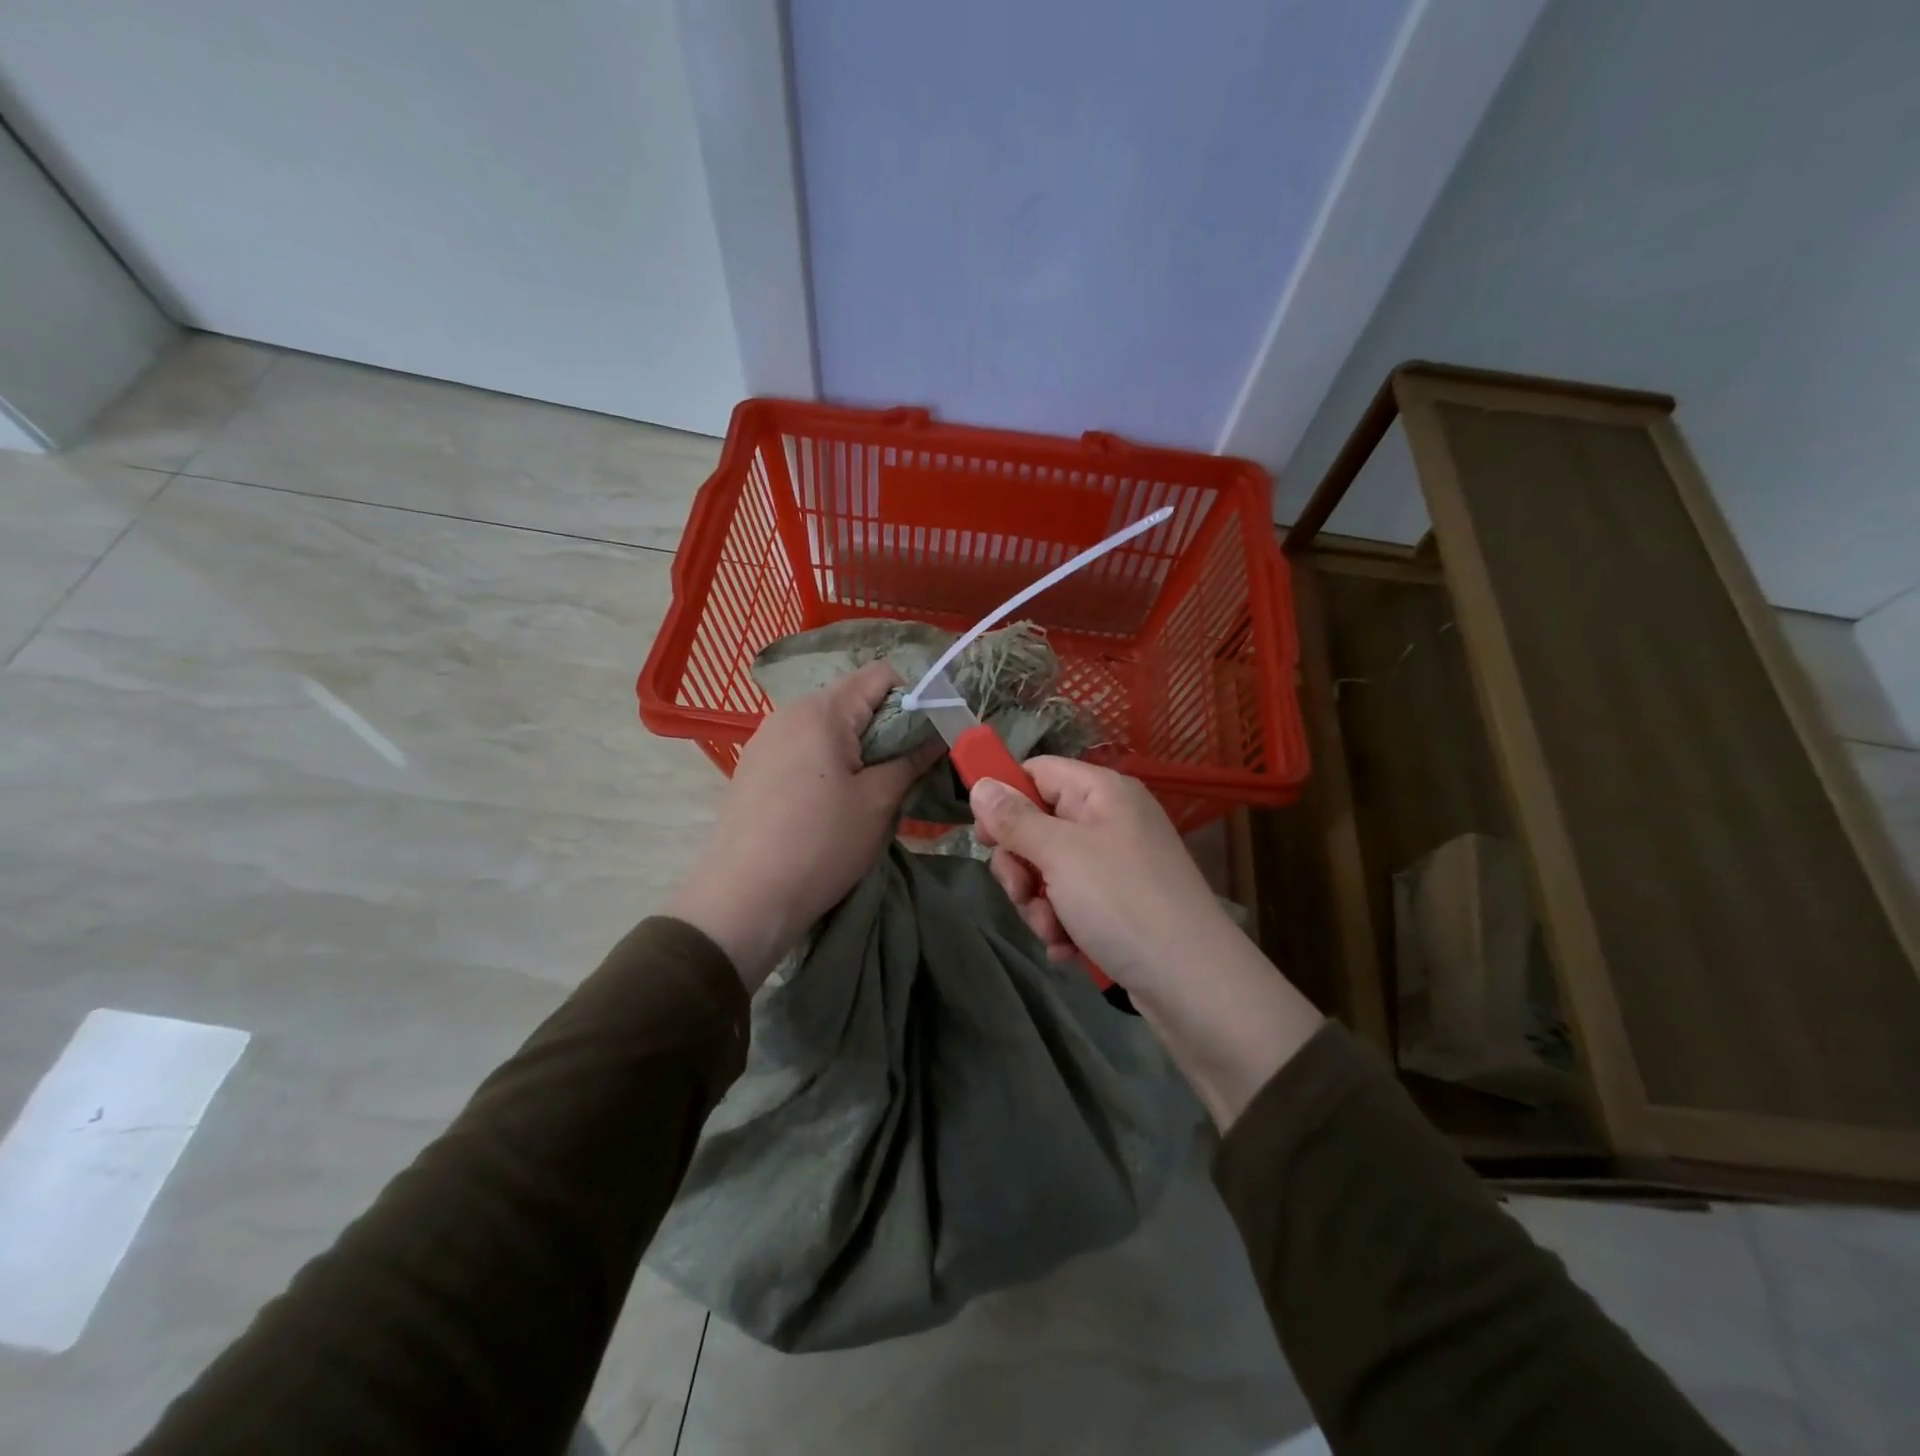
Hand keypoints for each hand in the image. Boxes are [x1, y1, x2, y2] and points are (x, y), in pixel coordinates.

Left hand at [668, 662, 938, 988]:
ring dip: (858, 748)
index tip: (928, 738)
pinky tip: (830, 804)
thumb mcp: (878, 802)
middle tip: (904, 771)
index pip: (881, 675)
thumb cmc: (820, 844)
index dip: (914, 698)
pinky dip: (829, 763)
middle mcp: (789, 712)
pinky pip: (804, 748)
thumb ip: (911, 759)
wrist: (743, 899)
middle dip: (887, 728)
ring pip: (829, 726)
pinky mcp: (754, 767)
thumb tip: (938, 735)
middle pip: (853, 699)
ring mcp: (765, 739)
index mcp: (821, 710)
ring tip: (869, 792)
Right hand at [970, 759, 1324, 1128]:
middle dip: (1021, 865)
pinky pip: (1070, 901)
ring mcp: (1116, 864)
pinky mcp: (1119, 904)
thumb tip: (981, 784)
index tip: (984, 836)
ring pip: (1048, 869)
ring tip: (1054, 930)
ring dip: (1038, 902)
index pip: (1038, 772)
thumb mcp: (1060, 854)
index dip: (1005, 798)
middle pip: (1038, 824)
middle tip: (1022, 891)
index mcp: (1103, 792)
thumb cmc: (1123, 903)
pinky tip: (1067, 948)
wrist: (1193, 985)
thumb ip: (1014, 819)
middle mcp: (1110, 820)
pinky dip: (1061, 924)